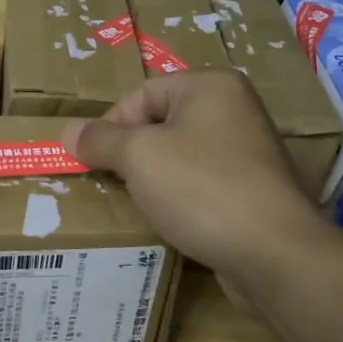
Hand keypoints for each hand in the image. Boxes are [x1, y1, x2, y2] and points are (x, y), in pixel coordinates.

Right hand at [63, 71, 331, 295]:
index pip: (142, 95)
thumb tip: (68, 132)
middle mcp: (234, 111)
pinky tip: (166, 221)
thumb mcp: (138, 156)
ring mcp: (248, 153)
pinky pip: (200, 185)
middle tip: (108, 182)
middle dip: (129, 154)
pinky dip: (178, 200)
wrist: (274, 254)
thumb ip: (100, 140)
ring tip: (133, 204)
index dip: (110, 126)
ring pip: (179, 158)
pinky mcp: (252, 192)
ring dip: (151, 180)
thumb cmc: (201, 188)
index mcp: (210, 86)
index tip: (91, 160)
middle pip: (160, 125)